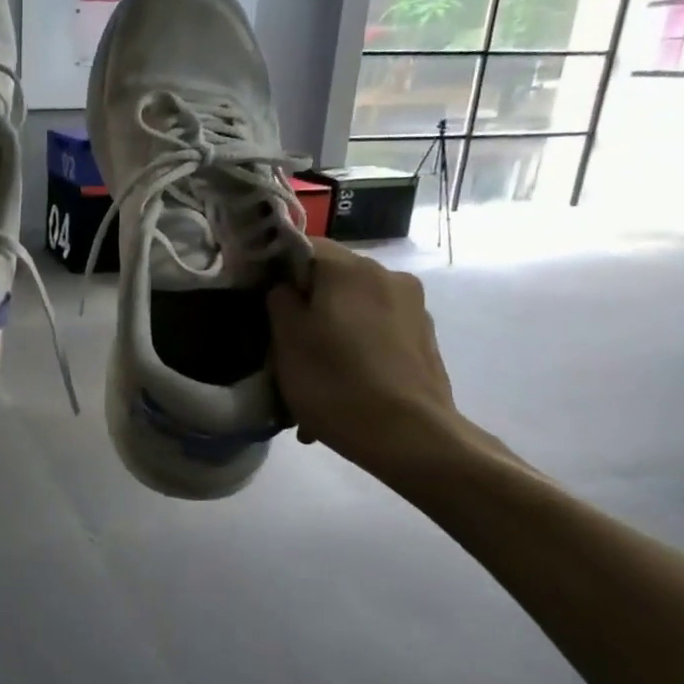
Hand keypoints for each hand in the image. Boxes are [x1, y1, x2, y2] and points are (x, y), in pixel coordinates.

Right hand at [267, 238, 478, 478]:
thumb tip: (284, 287)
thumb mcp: (286, 341)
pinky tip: (341, 386)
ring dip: (330, 332)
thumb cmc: (335, 383)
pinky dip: (355, 351)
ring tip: (312, 374)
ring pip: (354, 309)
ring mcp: (412, 307)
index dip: (275, 268)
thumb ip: (279, 300)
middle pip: (331, 279)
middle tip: (282, 344)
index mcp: (349, 269)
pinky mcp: (424, 338)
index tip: (259, 300)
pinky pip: (376, 333)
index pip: (303, 246)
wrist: (410, 437)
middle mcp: (387, 275)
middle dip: (306, 306)